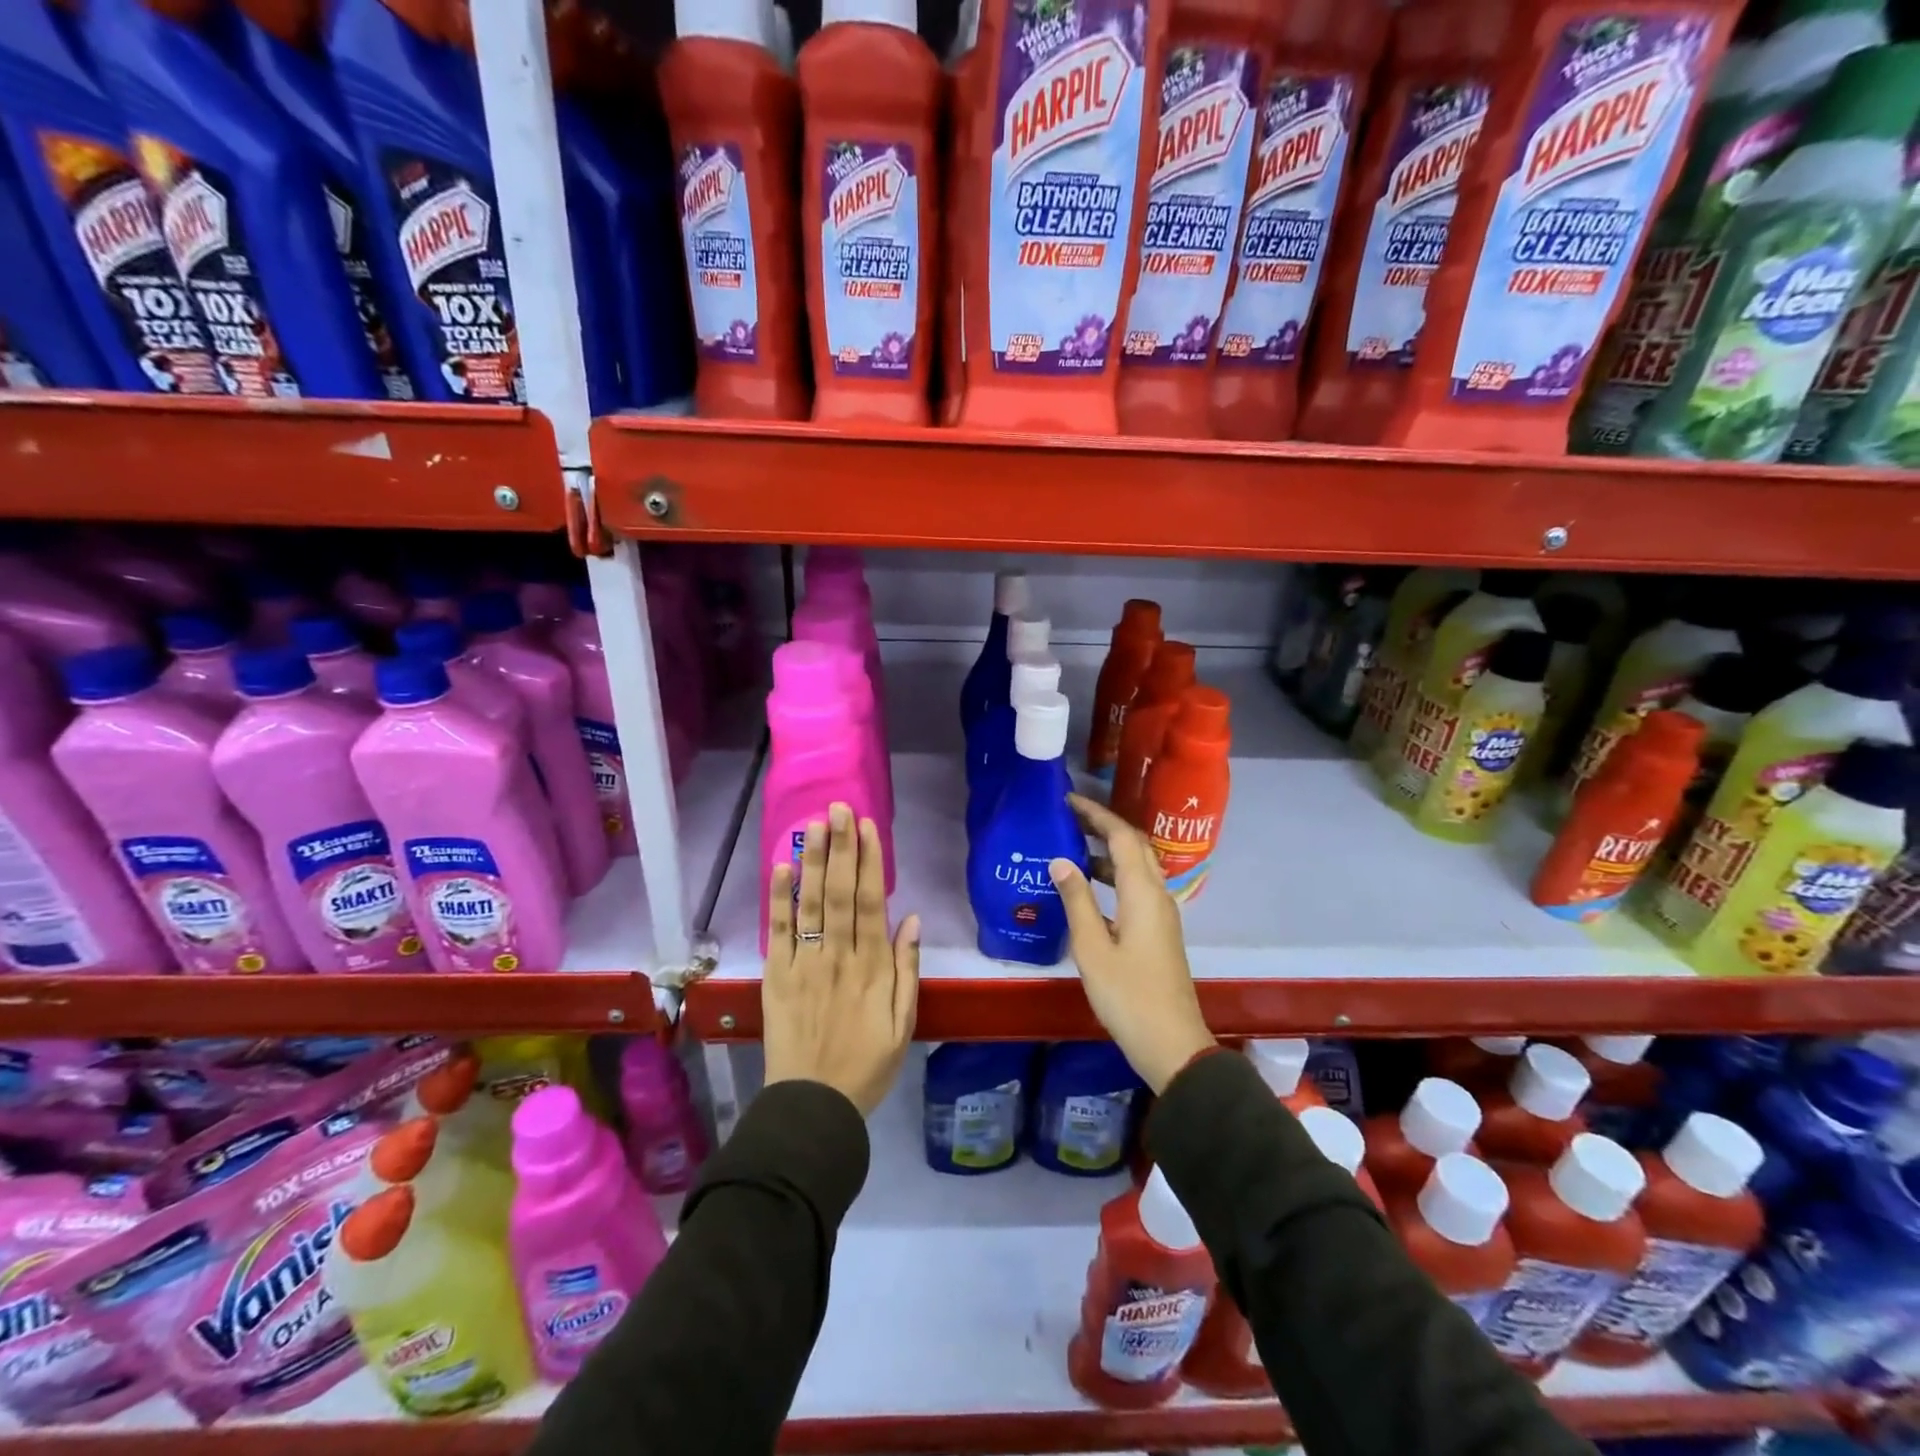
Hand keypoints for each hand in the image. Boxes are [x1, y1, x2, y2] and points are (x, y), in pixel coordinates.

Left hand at [763, 803, 919, 1116]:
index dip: (869, 861)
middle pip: (839, 892)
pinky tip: (782, 866)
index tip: (867, 827)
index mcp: (872, 967)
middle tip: (839, 808)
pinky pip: (779, 932)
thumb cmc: (867, 1065)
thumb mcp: (903, 1023)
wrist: (813, 1105)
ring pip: (811, 903)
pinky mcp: (777, 976)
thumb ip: (907, 970)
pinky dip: (780, 898)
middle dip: (841, 847)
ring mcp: (805, 964)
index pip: (870, 902)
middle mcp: (838, 956)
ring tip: (815, 824)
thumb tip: (911, 920)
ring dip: (813, 861)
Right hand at [1049, 793, 1214, 1093]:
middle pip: (1134, 846)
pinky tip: (1088, 890)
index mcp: (1143, 894)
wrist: (1172, 1044)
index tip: (1068, 801)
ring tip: (1072, 848)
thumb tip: (1060, 860)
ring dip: (1108, 852)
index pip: (1122, 836)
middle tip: (1068, 818)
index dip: (1096, 814)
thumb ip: (1077, 901)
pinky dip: (1114, 877)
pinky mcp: (1159, 932)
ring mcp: (1162, 915)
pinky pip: (1136, 888)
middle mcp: (1158, 895)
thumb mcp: (1092, 949)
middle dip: (1103, 827)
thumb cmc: (1129, 996)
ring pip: (1137, 868)